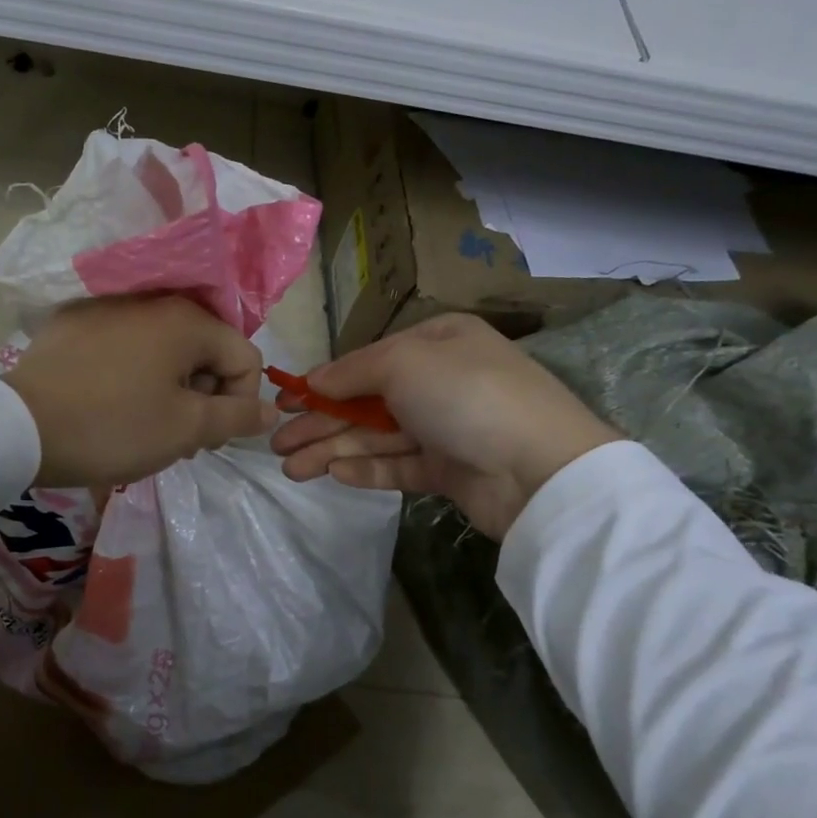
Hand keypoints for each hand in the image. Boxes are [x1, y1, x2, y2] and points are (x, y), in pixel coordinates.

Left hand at [4, 296, 276, 487]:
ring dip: (169, 389)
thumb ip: (237, 417)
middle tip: (179, 439)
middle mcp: (153, 300)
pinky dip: (133, 374)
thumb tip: (271, 409)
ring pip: (164, 350)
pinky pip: (126, 346)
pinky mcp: (75, 322)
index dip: (239, 403)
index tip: (209, 439)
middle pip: (204, 351)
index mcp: (187, 319)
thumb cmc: (114, 427)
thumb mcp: (186, 429)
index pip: (244, 358)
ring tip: (145, 426)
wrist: (20, 427)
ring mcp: (108, 307)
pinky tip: (110, 405)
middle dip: (203, 397)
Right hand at [269, 313, 619, 539]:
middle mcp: (440, 381)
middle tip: (276, 444)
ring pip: (376, 437)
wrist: (540, 469)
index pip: (367, 361)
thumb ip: (352, 372)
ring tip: (290, 468)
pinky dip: (365, 468)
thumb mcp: (403, 363)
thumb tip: (314, 380)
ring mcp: (445, 428)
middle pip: (366, 402)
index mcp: (437, 342)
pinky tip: (333, 475)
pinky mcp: (449, 470)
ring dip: (332, 450)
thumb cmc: (466, 396)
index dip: (323, 382)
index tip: (285, 401)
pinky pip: (397, 466)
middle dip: (320, 422)